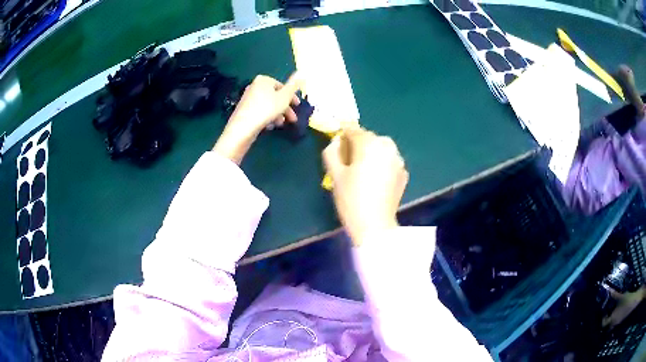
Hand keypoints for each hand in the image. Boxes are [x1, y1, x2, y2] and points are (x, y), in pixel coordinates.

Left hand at [213, 73, 300, 163]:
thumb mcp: (285, 96)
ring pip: (268, 105)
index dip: (291, 97)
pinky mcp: (244, 110)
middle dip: (285, 108)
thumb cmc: (267, 108)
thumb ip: (294, 85)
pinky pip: (260, 112)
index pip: (282, 86)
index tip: (297, 106)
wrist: (243, 126)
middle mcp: (254, 86)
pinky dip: (267, 117)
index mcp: (264, 80)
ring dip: (277, 114)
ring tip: (280, 124)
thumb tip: (302, 72)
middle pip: (275, 96)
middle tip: (292, 119)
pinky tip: (269, 126)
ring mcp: (248, 98)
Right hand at [323, 128, 408, 245]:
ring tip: (363, 172)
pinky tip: (375, 180)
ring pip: (380, 149)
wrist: (375, 225)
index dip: (343, 136)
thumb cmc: (351, 198)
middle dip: (358, 146)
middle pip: (368, 139)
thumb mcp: (335, 174)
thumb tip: (336, 141)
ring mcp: (398, 160)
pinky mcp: (404, 172)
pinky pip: (389, 161)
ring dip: (371, 154)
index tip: (337, 146)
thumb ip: (332, 151)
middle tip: (348, 163)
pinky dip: (381, 164)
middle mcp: (387, 146)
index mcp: (369, 143)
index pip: (353, 130)